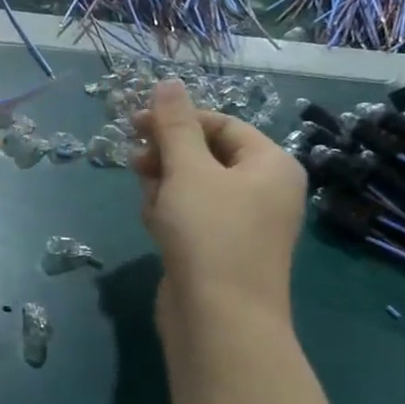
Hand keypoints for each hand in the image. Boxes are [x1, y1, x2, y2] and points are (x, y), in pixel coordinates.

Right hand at [130, 78, 306, 334]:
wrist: (219, 320)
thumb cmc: (209, 234)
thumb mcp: (188, 170)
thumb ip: (174, 125)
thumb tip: (168, 83)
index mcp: (270, 165)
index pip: (221, 125)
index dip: (177, 121)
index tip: (134, 125)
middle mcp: (263, 191)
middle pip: (206, 155)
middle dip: (167, 157)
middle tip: (135, 163)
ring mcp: (243, 224)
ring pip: (193, 187)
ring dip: (164, 186)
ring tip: (151, 204)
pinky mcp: (220, 251)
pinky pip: (191, 217)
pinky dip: (169, 214)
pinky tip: (153, 225)